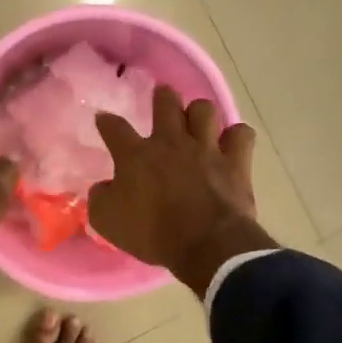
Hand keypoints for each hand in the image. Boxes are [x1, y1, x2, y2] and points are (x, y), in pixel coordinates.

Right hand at [89, 86, 275, 297]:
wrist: (206, 245)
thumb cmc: (152, 234)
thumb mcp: (107, 222)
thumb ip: (100, 198)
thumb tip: (103, 187)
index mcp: (136, 156)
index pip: (115, 128)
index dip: (106, 121)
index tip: (103, 118)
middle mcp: (171, 142)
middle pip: (166, 103)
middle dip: (162, 96)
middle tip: (161, 97)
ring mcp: (206, 149)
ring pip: (204, 110)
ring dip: (199, 113)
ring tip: (196, 122)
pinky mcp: (235, 162)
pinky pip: (241, 134)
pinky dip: (235, 137)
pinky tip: (230, 144)